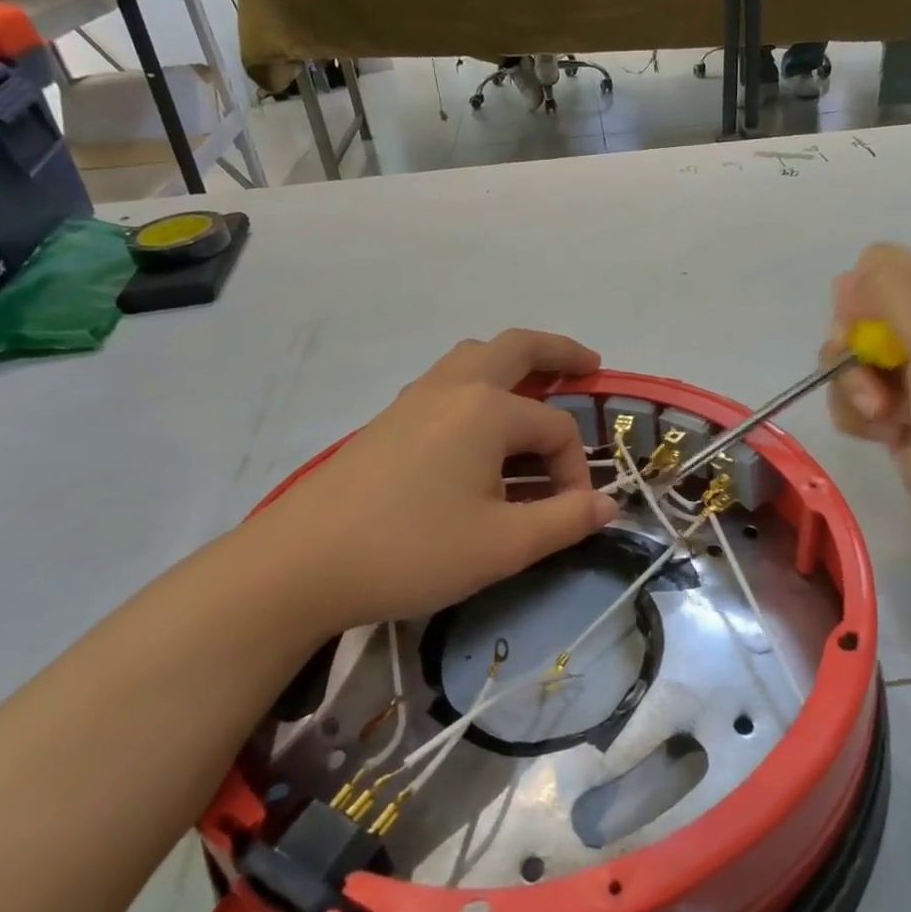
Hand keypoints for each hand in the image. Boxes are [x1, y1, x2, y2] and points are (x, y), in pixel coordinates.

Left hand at [248, 330, 618, 633]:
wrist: (301, 564)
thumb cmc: (411, 550)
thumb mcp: (503, 545)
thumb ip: (565, 520)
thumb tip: (608, 505)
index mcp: (486, 410)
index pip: (556, 428)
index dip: (576, 470)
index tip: (571, 514)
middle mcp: (452, 388)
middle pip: (516, 348)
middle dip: (559, 352)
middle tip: (590, 364)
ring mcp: (414, 399)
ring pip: (474, 358)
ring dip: (513, 363)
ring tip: (537, 387)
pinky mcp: (389, 420)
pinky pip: (447, 382)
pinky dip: (479, 384)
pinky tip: (478, 427)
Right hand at [824, 245, 910, 559]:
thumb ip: (897, 291)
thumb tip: (850, 274)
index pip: (884, 268)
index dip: (867, 296)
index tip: (873, 328)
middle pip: (858, 315)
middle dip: (854, 348)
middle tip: (876, 379)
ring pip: (848, 361)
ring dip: (853, 389)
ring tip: (886, 419)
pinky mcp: (896, 418)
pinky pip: (851, 400)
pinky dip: (857, 417)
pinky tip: (883, 437)